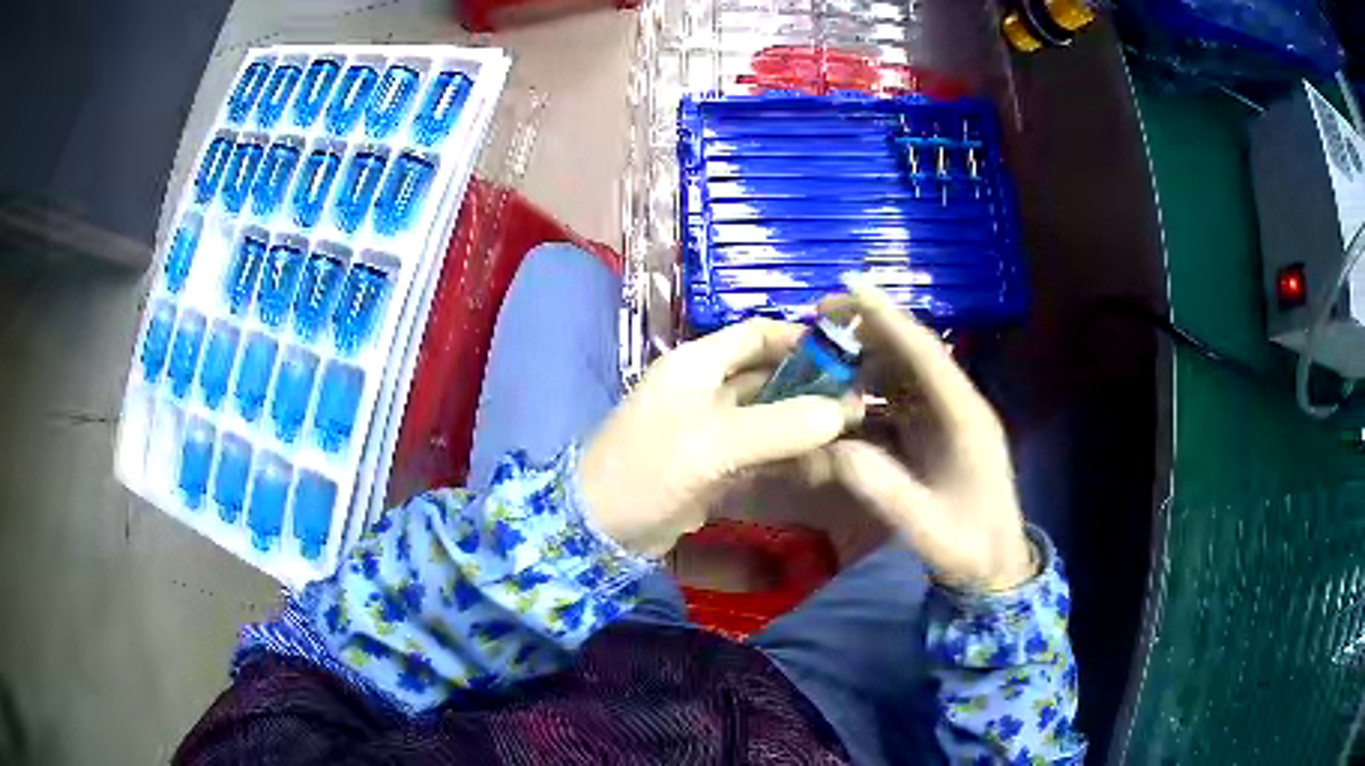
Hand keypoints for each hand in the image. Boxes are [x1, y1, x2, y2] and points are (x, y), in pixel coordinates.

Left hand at [579, 319, 861, 556]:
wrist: (598, 530)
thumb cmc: (646, 471)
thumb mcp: (712, 444)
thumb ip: (778, 426)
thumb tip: (842, 411)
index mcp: (697, 365)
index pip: (756, 334)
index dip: (801, 339)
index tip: (847, 356)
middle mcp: (706, 389)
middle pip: (770, 376)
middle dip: (814, 389)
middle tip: (861, 406)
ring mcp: (712, 430)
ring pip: (771, 417)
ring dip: (807, 427)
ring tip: (854, 441)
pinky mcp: (716, 465)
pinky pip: (763, 452)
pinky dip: (791, 457)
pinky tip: (825, 469)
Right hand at [819, 280, 1035, 591]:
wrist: (995, 567)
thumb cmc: (968, 546)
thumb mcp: (923, 524)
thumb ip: (879, 486)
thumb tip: (827, 446)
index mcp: (966, 418)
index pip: (926, 354)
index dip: (888, 317)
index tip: (850, 285)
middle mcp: (957, 407)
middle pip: (913, 353)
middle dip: (869, 329)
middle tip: (818, 318)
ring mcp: (947, 420)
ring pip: (904, 374)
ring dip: (865, 360)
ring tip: (821, 356)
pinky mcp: (936, 436)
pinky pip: (900, 402)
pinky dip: (869, 393)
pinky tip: (840, 397)